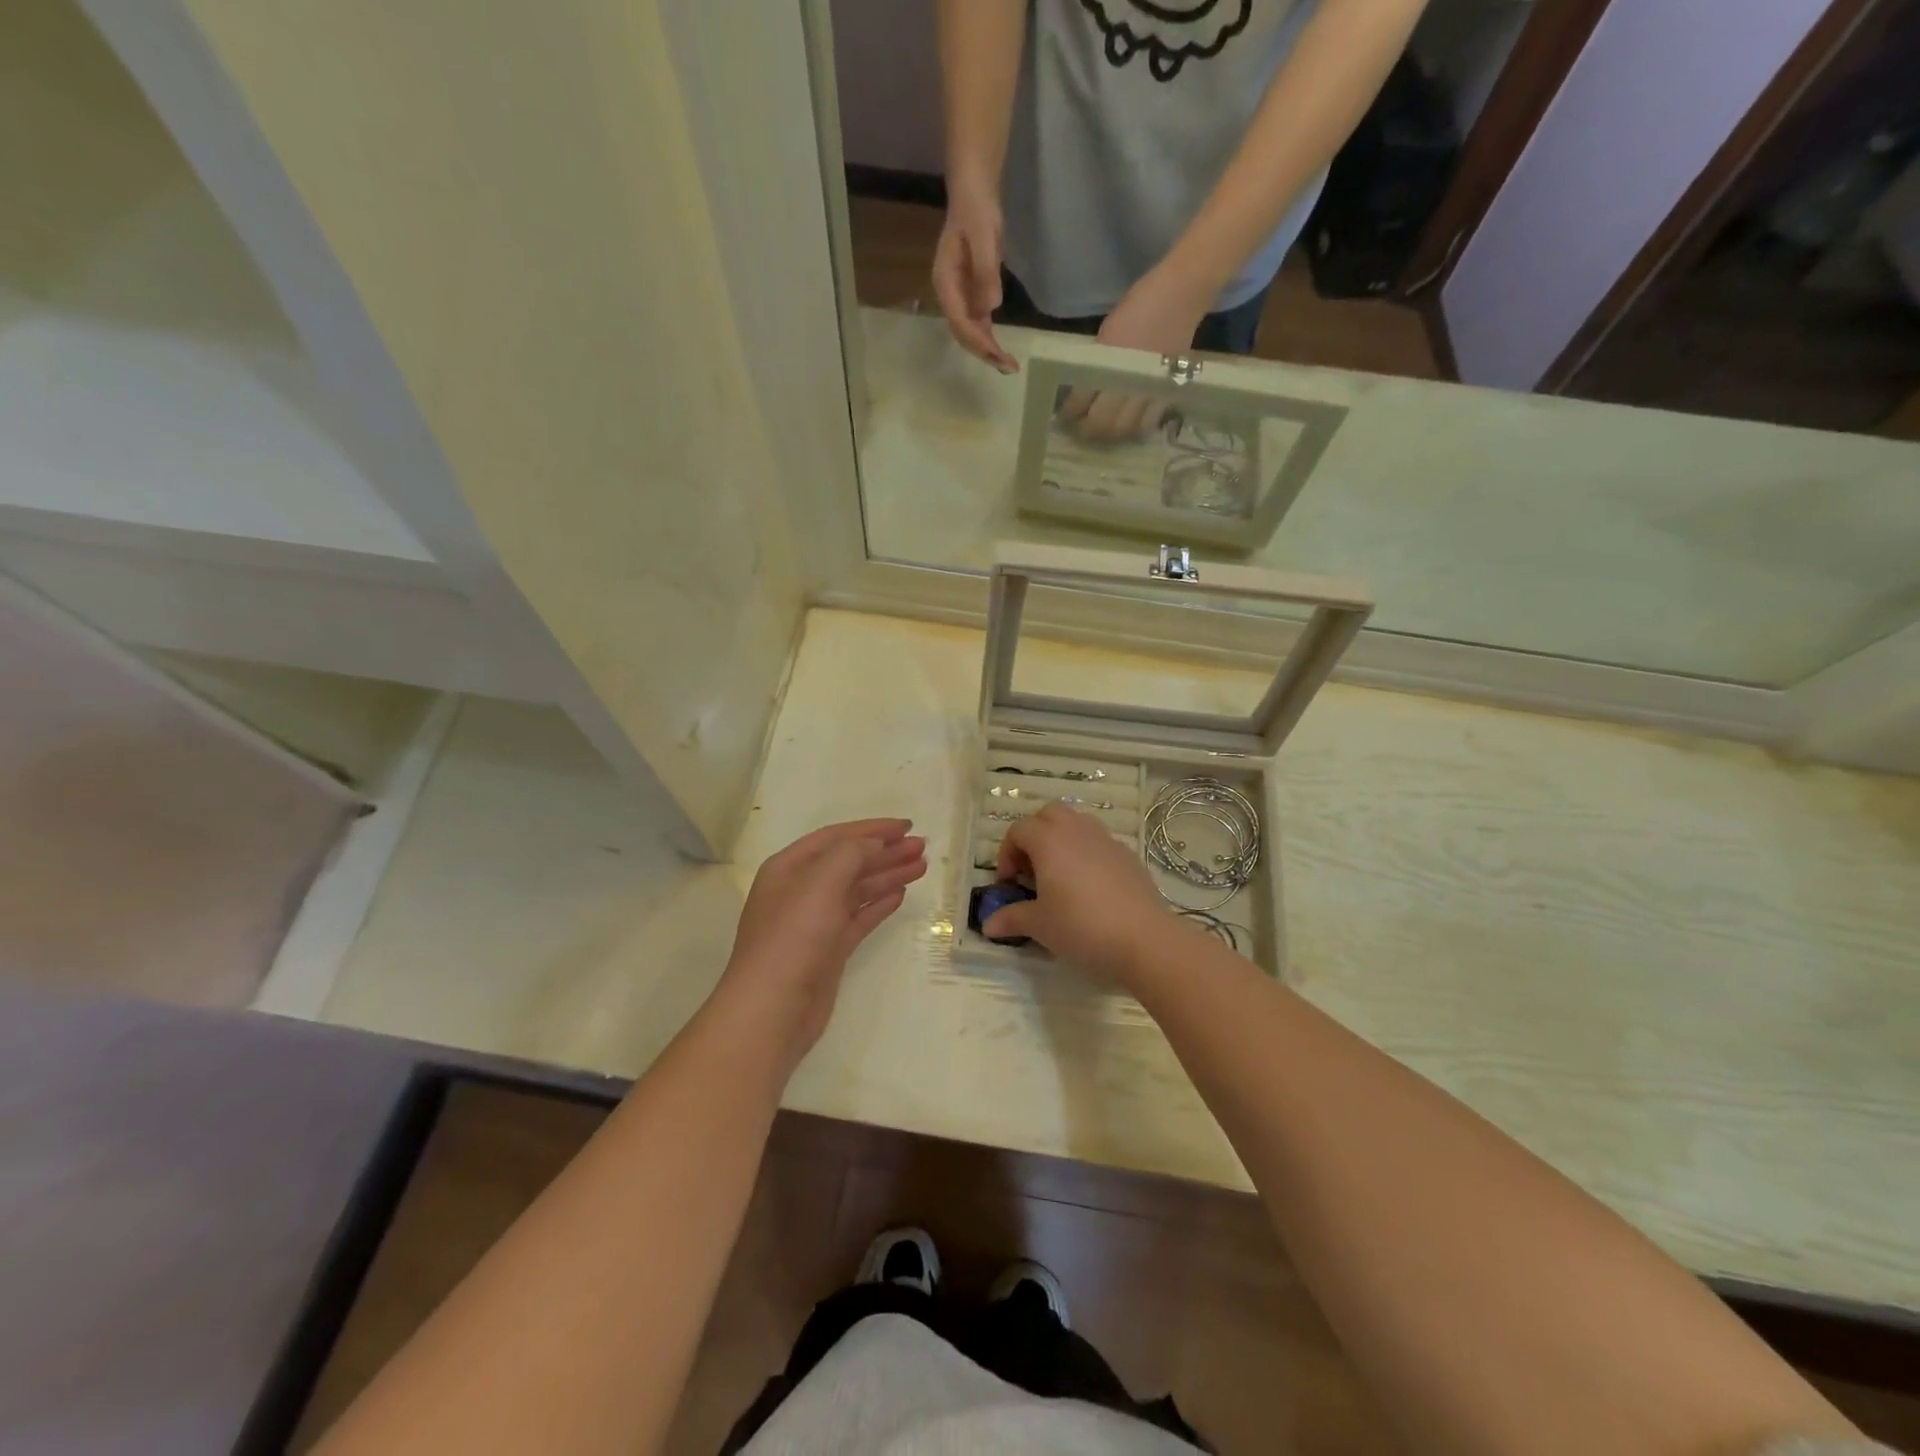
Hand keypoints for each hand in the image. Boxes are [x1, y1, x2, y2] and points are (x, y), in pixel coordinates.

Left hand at [717, 819, 926, 1063]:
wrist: (773, 1009)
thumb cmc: (793, 938)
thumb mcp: (820, 883)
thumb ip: (850, 854)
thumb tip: (875, 844)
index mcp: (789, 868)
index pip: (836, 837)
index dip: (872, 829)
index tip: (907, 826)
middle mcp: (800, 890)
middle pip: (849, 862)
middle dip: (885, 852)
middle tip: (922, 847)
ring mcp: (814, 922)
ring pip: (857, 889)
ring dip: (887, 875)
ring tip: (922, 867)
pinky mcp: (828, 950)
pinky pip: (858, 918)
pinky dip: (878, 904)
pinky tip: (900, 895)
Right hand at [932, 180, 1017, 373]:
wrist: (974, 192)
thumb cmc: (976, 210)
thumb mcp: (984, 236)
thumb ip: (986, 272)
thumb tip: (990, 308)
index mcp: (945, 282)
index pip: (960, 321)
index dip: (979, 341)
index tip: (998, 355)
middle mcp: (949, 294)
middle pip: (963, 332)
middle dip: (984, 351)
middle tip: (1008, 367)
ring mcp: (959, 295)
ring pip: (970, 331)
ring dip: (987, 349)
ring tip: (1007, 365)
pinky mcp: (970, 293)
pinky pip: (977, 322)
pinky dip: (988, 337)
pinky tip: (1001, 349)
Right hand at [983, 803, 1171, 983]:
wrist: (1144, 939)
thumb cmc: (1081, 926)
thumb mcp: (1040, 925)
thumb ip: (1012, 919)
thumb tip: (989, 925)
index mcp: (1049, 840)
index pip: (1018, 830)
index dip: (1007, 853)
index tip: (1009, 884)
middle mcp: (1077, 830)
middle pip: (1048, 815)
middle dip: (1034, 836)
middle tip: (1031, 870)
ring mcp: (1106, 840)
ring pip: (1077, 823)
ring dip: (1061, 841)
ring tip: (1059, 876)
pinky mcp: (1128, 855)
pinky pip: (1099, 843)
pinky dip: (1086, 854)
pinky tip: (1089, 888)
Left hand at [1060, 265, 1209, 441]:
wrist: (1180, 296)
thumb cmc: (1139, 307)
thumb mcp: (1107, 334)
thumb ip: (1096, 365)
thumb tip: (1082, 389)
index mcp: (1106, 363)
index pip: (1079, 402)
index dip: (1069, 413)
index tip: (1064, 417)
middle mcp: (1125, 381)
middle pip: (1100, 422)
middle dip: (1086, 430)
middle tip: (1080, 430)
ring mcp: (1147, 390)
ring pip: (1123, 428)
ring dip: (1109, 434)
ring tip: (1103, 432)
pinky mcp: (1166, 393)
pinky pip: (1148, 423)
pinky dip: (1135, 430)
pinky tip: (1129, 427)